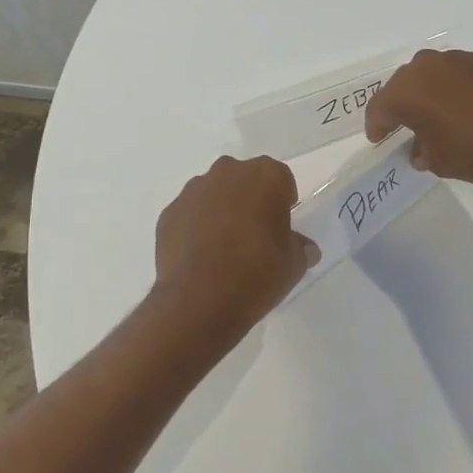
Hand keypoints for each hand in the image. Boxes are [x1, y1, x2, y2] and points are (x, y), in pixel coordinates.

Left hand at [152, 155, 318, 335]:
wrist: (199, 300)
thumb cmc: (257, 273)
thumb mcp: (293, 264)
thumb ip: (300, 247)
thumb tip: (303, 247)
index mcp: (265, 176)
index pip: (281, 178)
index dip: (283, 201)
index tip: (281, 225)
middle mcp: (227, 172)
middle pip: (244, 179)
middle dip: (250, 199)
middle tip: (255, 233)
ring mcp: (193, 191)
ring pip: (214, 193)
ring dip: (221, 210)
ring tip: (224, 247)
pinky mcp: (169, 213)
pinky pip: (190, 214)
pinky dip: (196, 226)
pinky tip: (201, 256)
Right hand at [364, 49, 472, 189]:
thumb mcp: (440, 162)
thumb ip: (421, 151)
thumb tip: (419, 147)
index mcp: (409, 90)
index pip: (380, 107)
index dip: (376, 125)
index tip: (378, 138)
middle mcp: (429, 66)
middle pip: (404, 84)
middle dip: (401, 104)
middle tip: (403, 125)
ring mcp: (460, 58)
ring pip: (433, 74)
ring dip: (430, 92)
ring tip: (438, 114)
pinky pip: (461, 72)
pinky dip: (458, 87)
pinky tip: (470, 106)